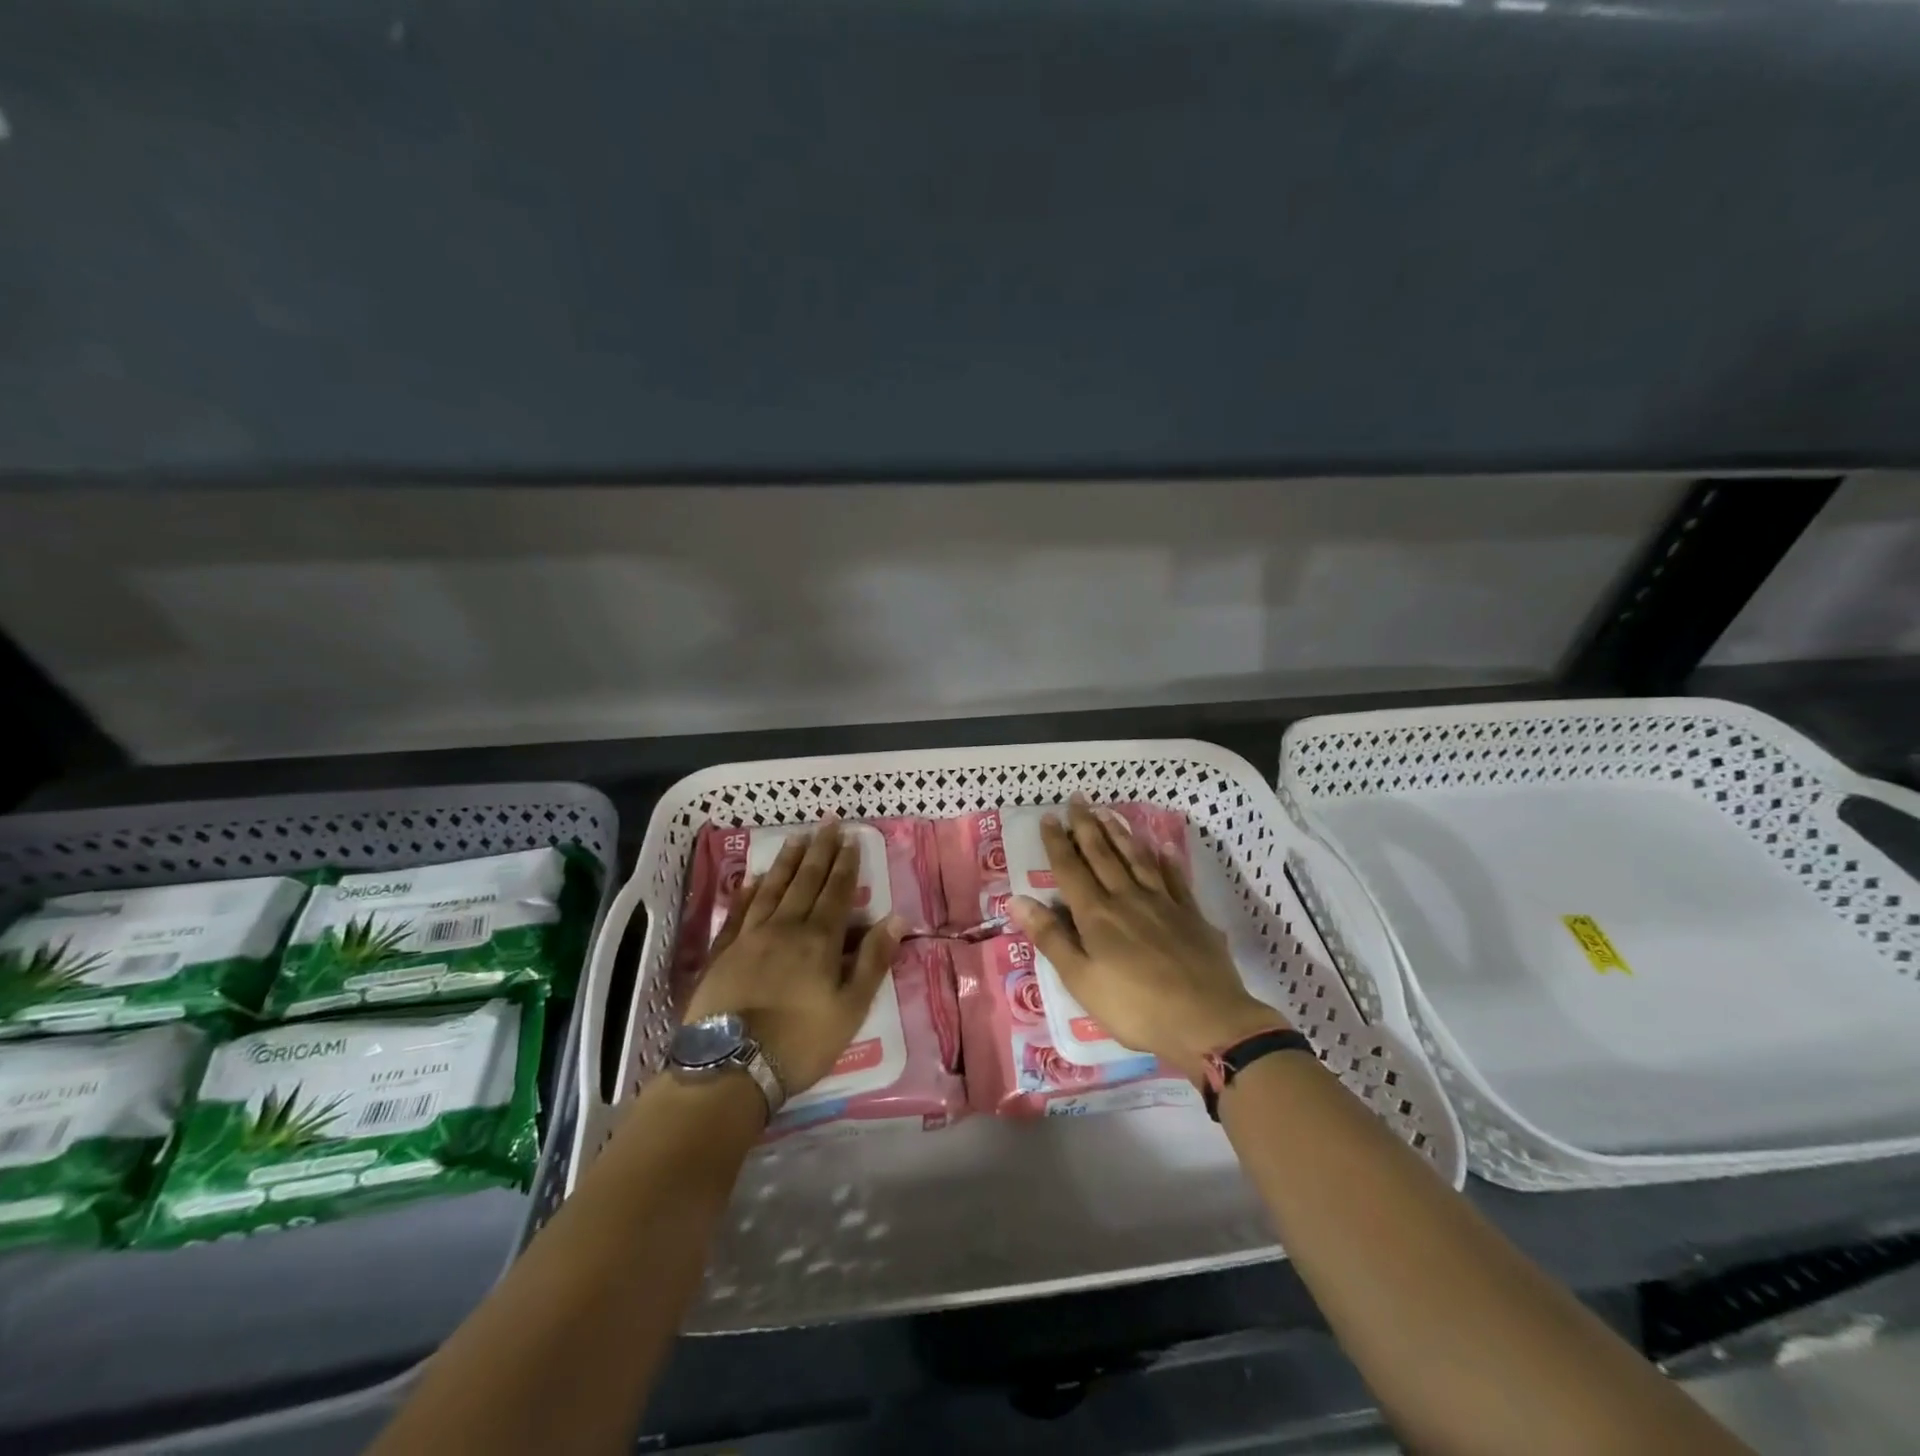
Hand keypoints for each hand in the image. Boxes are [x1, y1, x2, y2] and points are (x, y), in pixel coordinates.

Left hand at [684, 820, 904, 1095]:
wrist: (731, 1067)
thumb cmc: (801, 1042)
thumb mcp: (851, 1007)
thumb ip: (873, 960)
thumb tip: (896, 917)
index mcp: (819, 939)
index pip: (836, 891)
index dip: (846, 864)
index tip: (851, 837)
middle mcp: (785, 927)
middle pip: (805, 880)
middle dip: (820, 850)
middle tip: (827, 822)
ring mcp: (750, 937)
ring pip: (771, 888)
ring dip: (786, 861)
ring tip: (796, 838)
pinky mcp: (723, 952)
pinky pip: (738, 911)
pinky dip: (747, 891)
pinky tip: (752, 878)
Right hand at [1006, 797, 1285, 1080]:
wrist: (1207, 1022)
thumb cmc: (1135, 1008)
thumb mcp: (1081, 980)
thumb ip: (1051, 938)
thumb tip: (1017, 899)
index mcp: (1097, 915)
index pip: (1071, 869)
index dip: (1057, 842)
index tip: (1049, 816)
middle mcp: (1127, 898)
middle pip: (1103, 855)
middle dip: (1087, 826)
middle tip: (1077, 799)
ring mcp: (1163, 903)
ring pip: (1137, 859)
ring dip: (1120, 833)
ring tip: (1108, 812)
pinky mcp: (1191, 915)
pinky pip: (1175, 878)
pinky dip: (1166, 860)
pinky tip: (1162, 846)